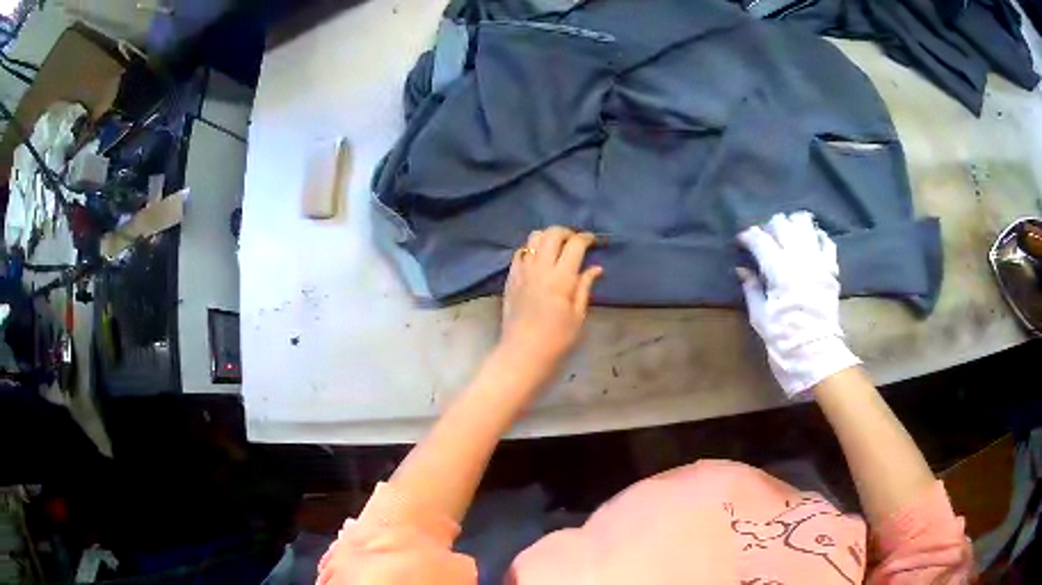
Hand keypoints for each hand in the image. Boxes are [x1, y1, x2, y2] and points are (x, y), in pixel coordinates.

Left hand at [500, 227, 602, 381]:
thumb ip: (584, 287)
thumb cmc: (557, 340)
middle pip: (552, 234)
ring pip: (533, 238)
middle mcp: (540, 268)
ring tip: (557, 248)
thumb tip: (595, 268)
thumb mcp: (578, 316)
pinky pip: (520, 253)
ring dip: (548, 237)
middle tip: (576, 242)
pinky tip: (539, 260)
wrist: (522, 354)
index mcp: (561, 278)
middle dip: (567, 232)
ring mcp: (522, 271)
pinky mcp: (510, 278)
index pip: (575, 244)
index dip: (587, 238)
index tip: (594, 241)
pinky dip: (532, 249)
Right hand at [737, 212, 860, 397]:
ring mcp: (818, 262)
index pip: (760, 239)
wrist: (816, 355)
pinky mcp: (831, 270)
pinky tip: (809, 243)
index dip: (748, 237)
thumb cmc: (783, 340)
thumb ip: (752, 288)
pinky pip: (826, 242)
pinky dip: (816, 237)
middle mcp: (800, 258)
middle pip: (782, 224)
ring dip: (792, 226)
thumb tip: (742, 269)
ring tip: (786, 236)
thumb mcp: (760, 317)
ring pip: (805, 225)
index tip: (741, 242)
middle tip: (764, 241)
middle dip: (769, 227)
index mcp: (779, 270)